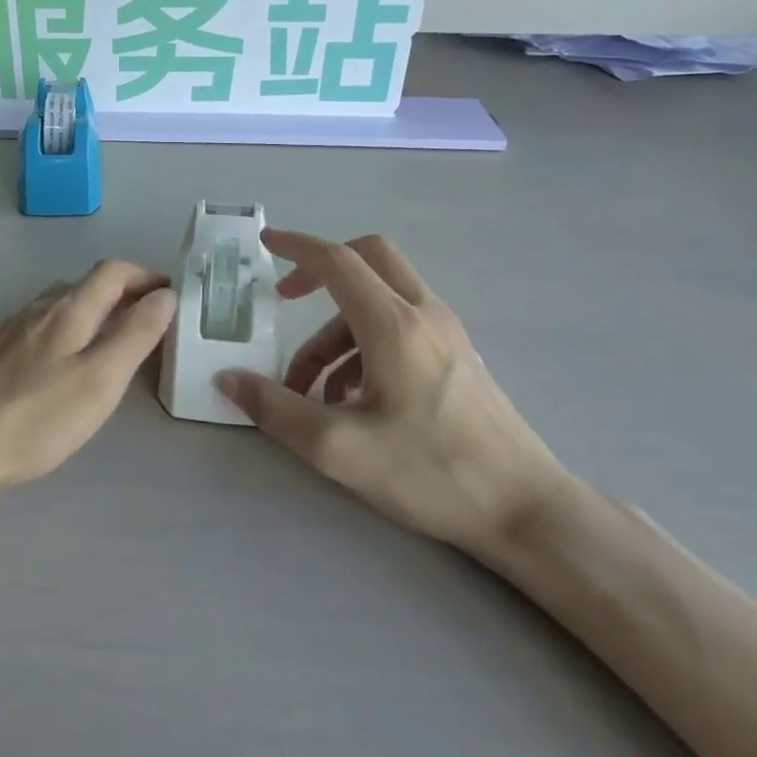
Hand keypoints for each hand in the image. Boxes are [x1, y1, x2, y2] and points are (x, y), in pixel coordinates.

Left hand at [0, 260, 176, 491]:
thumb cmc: (38, 415)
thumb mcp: (102, 378)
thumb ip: (136, 334)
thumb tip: (164, 295)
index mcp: (69, 308)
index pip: (114, 271)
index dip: (146, 276)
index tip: (171, 295)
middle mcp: (39, 309)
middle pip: (87, 284)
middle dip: (123, 294)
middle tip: (150, 323)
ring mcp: (12, 330)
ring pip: (62, 306)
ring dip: (95, 312)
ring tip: (115, 342)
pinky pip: (43, 327)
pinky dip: (70, 331)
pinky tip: (68, 363)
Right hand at [218, 230, 570, 555]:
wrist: (528, 511)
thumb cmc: (432, 474)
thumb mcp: (339, 450)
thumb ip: (276, 410)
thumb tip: (229, 380)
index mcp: (394, 326)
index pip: (337, 262)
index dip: (296, 247)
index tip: (264, 245)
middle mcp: (424, 315)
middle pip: (369, 258)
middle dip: (320, 272)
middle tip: (286, 301)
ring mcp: (447, 334)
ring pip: (380, 299)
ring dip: (335, 329)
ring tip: (311, 390)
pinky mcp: (457, 357)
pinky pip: (399, 325)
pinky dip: (362, 343)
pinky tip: (350, 400)